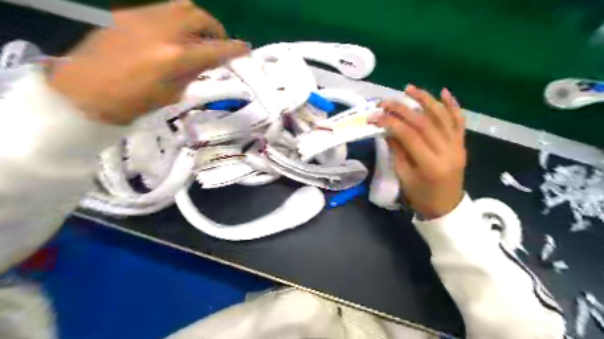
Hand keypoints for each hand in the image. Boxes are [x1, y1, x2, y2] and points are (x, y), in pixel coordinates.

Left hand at [45, 0, 245, 123]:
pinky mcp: (126, 15)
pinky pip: (161, 9)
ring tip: (197, 35)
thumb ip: (191, 73)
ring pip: (180, 5)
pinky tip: (172, 35)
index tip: (246, 49)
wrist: (82, 92)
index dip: (234, 49)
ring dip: (196, 18)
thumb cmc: (131, 103)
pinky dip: (176, 19)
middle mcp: (161, 31)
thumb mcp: (170, 94)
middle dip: (215, 28)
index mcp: (173, 58)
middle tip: (218, 42)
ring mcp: (141, 19)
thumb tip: (206, 61)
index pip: (214, 49)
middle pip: (198, 16)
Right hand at [374, 85, 465, 219]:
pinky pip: (458, 121)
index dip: (390, 122)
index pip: (408, 135)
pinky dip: (452, 105)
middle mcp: (446, 150)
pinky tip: (444, 92)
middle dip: (402, 109)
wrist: (447, 206)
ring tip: (409, 89)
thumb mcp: (403, 176)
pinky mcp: (462, 143)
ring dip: (425, 99)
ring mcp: (457, 145)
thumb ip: (397, 151)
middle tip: (385, 102)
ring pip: (441, 116)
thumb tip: (388, 129)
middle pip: (423, 122)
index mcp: (430, 164)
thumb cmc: (421, 196)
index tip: (375, 115)